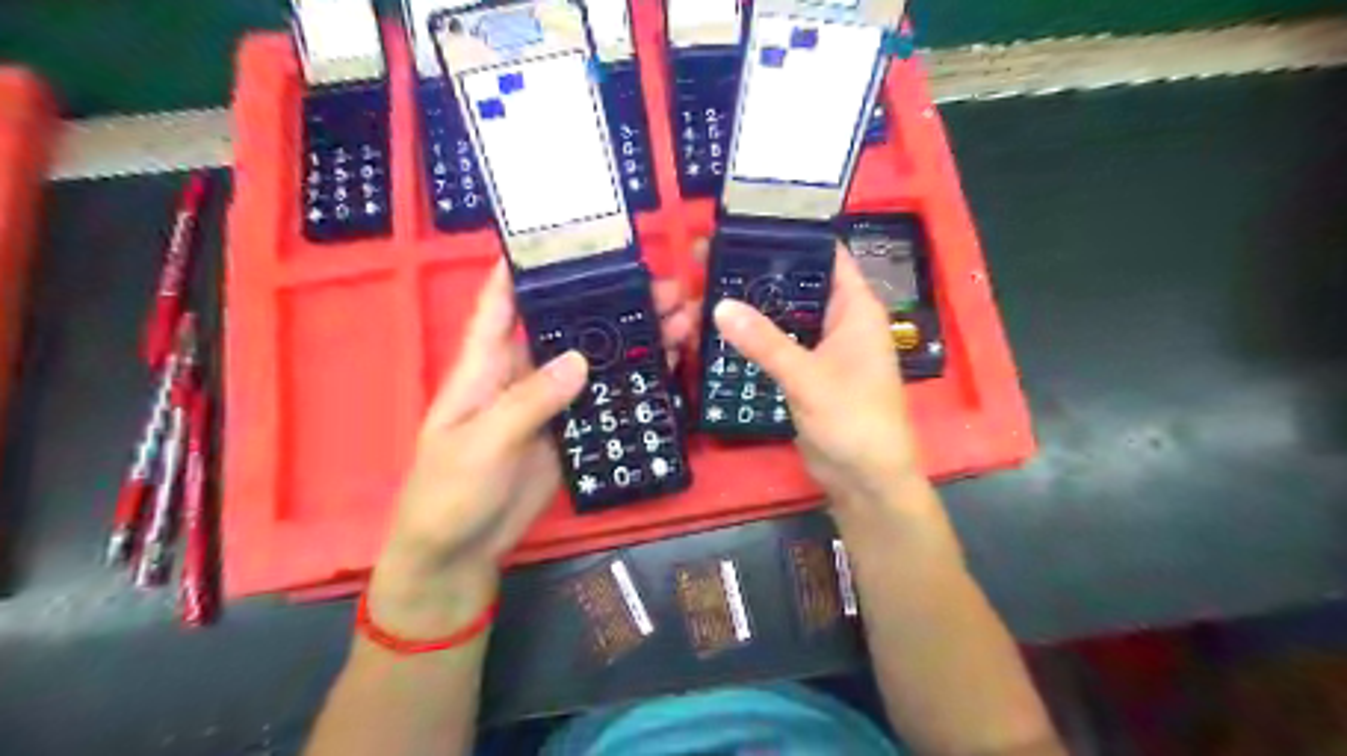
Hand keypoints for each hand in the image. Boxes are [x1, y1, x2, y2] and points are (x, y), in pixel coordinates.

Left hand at [372, 263, 700, 634]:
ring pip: (595, 358)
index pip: (502, 302)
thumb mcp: (481, 443)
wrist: (461, 550)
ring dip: (632, 338)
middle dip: (609, 301)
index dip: (526, 266)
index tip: (568, 236)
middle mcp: (522, 373)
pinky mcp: (570, 428)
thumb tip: (579, 359)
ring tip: (679, 319)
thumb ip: (528, 401)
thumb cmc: (449, 492)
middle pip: (567, 326)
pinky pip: (605, 397)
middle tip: (661, 286)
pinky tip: (666, 365)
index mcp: (485, 365)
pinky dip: (633, 380)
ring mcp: (551, 402)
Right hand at [713, 244, 927, 517]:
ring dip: (750, 306)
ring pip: (781, 315)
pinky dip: (751, 337)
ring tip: (703, 289)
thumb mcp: (808, 377)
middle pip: (795, 284)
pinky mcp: (805, 371)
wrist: (864, 479)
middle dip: (756, 272)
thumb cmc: (854, 420)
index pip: (825, 254)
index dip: (789, 236)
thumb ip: (764, 341)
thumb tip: (718, 304)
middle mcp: (839, 320)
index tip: (744, 224)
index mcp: (855, 307)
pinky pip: (775, 344)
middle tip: (707, 259)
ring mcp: (821, 347)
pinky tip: (718, 329)